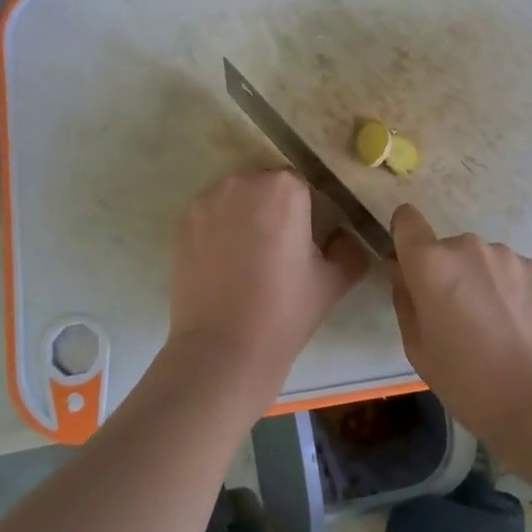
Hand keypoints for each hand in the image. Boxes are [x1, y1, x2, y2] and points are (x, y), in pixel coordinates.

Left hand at [160, 171, 367, 404]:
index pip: (303, 186)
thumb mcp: (336, 280)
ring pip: (236, 198)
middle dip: (274, 209)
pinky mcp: (182, 224)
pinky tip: (225, 264)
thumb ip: (350, 248)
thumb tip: (341, 238)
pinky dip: (219, 229)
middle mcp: (243, 182)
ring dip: (245, 215)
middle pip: (266, 186)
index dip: (308, 213)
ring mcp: (206, 201)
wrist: (224, 349)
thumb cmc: (286, 310)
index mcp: (284, 188)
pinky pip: (210, 215)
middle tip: (280, 251)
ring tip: (249, 258)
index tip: (306, 243)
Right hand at [388, 205, 531, 455]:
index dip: (405, 237)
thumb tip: (402, 271)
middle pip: (445, 248)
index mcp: (431, 264)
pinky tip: (515, 324)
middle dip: (445, 272)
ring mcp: (506, 255)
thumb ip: (404, 298)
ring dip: (478, 279)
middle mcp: (467, 247)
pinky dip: (506, 288)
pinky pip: (507, 270)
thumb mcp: (417, 347)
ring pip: (479, 259)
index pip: (407, 219)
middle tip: (456, 316)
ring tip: (492, 324)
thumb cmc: (465, 380)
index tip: (411, 267)